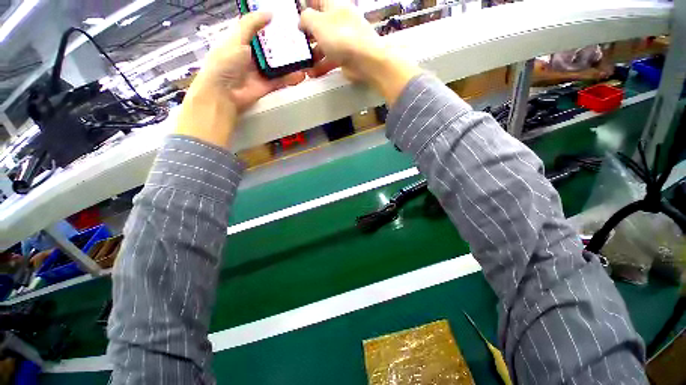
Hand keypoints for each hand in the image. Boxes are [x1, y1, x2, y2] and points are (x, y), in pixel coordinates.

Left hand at [176, 12, 304, 148]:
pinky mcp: (268, 85)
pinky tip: (300, 74)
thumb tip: (269, 13)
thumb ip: (251, 24)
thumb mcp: (237, 39)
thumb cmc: (225, 63)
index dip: (273, 25)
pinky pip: (282, 80)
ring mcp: (262, 71)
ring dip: (291, 62)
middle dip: (286, 44)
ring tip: (305, 58)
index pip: (261, 30)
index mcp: (244, 40)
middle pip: (273, 47)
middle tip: (301, 40)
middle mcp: (254, 55)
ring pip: (280, 65)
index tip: (288, 21)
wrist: (225, 93)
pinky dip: (291, 78)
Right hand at [299, 0, 419, 104]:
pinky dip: (321, 66)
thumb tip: (301, 20)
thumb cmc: (341, 37)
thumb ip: (306, 18)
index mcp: (334, 6)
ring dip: (313, 54)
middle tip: (296, 45)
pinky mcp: (346, 57)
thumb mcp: (318, 22)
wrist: (365, 60)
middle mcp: (339, 21)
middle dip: (307, 35)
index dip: (305, 6)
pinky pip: (330, 60)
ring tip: (303, 64)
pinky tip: (313, 73)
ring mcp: (343, 41)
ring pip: (324, 45)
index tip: (294, 17)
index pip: (317, 1)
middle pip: (319, 26)